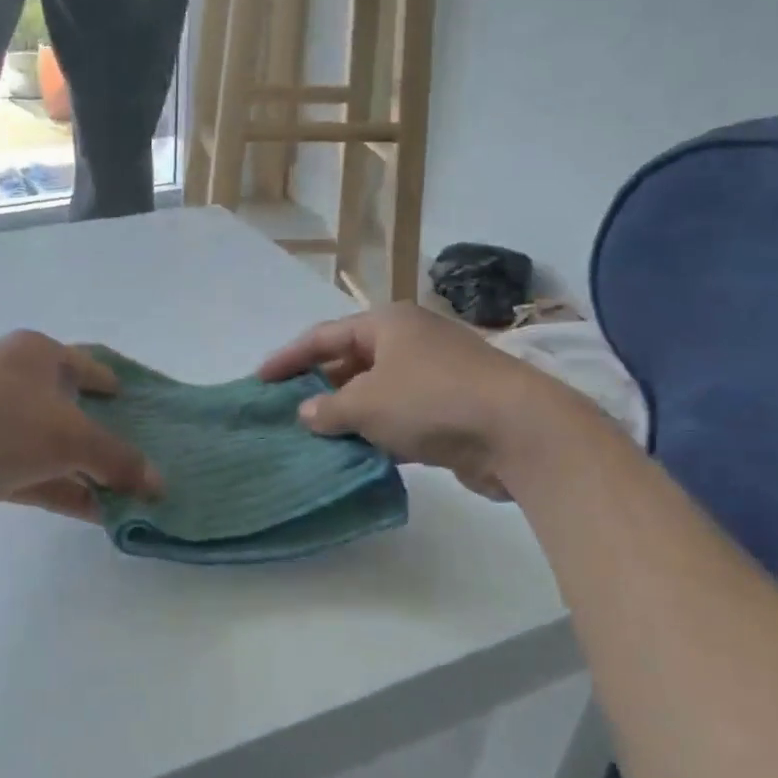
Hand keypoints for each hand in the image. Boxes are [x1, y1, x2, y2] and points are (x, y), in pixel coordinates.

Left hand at [0, 330, 162, 532]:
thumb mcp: (70, 436)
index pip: (88, 364)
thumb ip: (118, 458)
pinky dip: (68, 491)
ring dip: (92, 471)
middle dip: (110, 435)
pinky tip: (102, 513)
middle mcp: (16, 383)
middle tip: (149, 457)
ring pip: (57, 447)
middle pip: (75, 408)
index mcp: (36, 354)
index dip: (118, 385)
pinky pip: (39, 477)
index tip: (146, 408)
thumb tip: (158, 484)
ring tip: (136, 494)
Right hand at [259, 303, 575, 497]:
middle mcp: (410, 342)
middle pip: (351, 361)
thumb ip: (328, 408)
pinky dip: (376, 432)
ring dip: (347, 414)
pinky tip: (355, 454)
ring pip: (376, 392)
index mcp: (387, 324)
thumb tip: (307, 413)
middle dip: (319, 387)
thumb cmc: (431, 400)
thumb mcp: (366, 402)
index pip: (324, 336)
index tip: (259, 379)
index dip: (289, 357)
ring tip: (313, 437)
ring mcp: (434, 376)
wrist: (518, 431)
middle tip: (286, 411)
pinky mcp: (450, 410)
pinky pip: (400, 417)